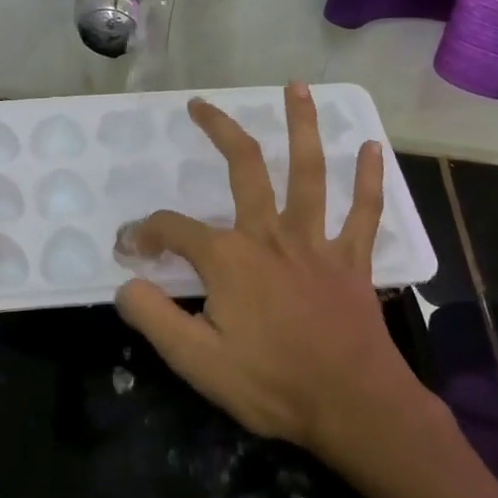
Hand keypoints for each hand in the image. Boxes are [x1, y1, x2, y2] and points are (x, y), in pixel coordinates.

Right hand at [114, 83, 434, 464]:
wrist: (354, 408)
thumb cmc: (273, 384)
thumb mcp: (196, 361)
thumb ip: (154, 317)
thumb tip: (125, 284)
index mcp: (229, 258)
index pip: (172, 230)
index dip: (144, 233)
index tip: (129, 249)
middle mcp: (270, 235)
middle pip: (244, 167)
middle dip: (220, 131)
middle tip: (201, 104)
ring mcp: (315, 242)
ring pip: (309, 172)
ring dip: (303, 127)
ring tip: (296, 88)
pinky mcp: (352, 260)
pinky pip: (364, 211)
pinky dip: (370, 179)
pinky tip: (373, 148)